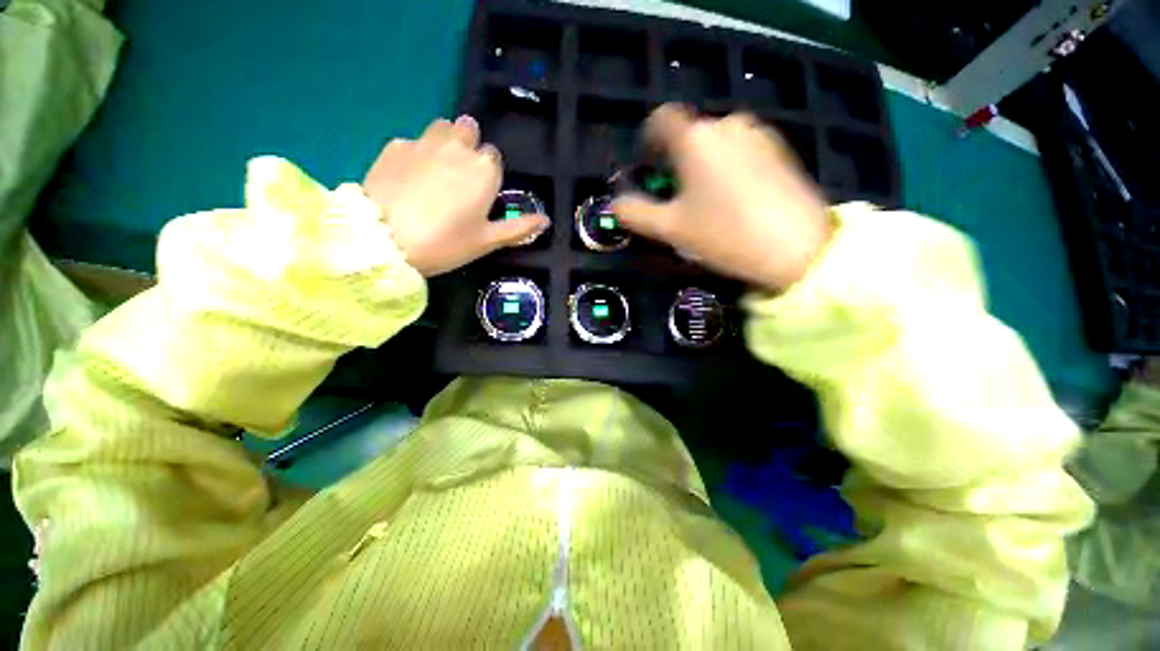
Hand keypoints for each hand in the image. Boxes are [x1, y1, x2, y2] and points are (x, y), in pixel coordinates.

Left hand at [363, 115, 548, 276]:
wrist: (386, 240)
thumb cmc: (446, 242)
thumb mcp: (488, 241)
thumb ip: (519, 228)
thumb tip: (546, 221)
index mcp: (483, 170)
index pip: (493, 157)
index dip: (488, 173)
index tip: (479, 193)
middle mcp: (457, 147)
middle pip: (468, 130)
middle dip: (467, 146)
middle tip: (458, 178)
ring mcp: (423, 142)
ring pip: (441, 127)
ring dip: (444, 142)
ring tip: (436, 172)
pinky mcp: (394, 146)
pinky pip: (413, 142)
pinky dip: (416, 154)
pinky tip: (408, 178)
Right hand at [613, 105, 830, 291]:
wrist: (797, 247)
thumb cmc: (724, 234)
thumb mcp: (671, 229)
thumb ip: (636, 214)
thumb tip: (615, 204)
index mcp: (695, 139)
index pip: (661, 120)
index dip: (649, 138)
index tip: (648, 164)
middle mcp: (726, 125)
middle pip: (689, 134)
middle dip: (676, 160)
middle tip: (676, 196)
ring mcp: (757, 134)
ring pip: (716, 143)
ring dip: (703, 164)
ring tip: (707, 200)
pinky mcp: (780, 149)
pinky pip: (741, 150)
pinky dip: (728, 166)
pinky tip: (736, 198)